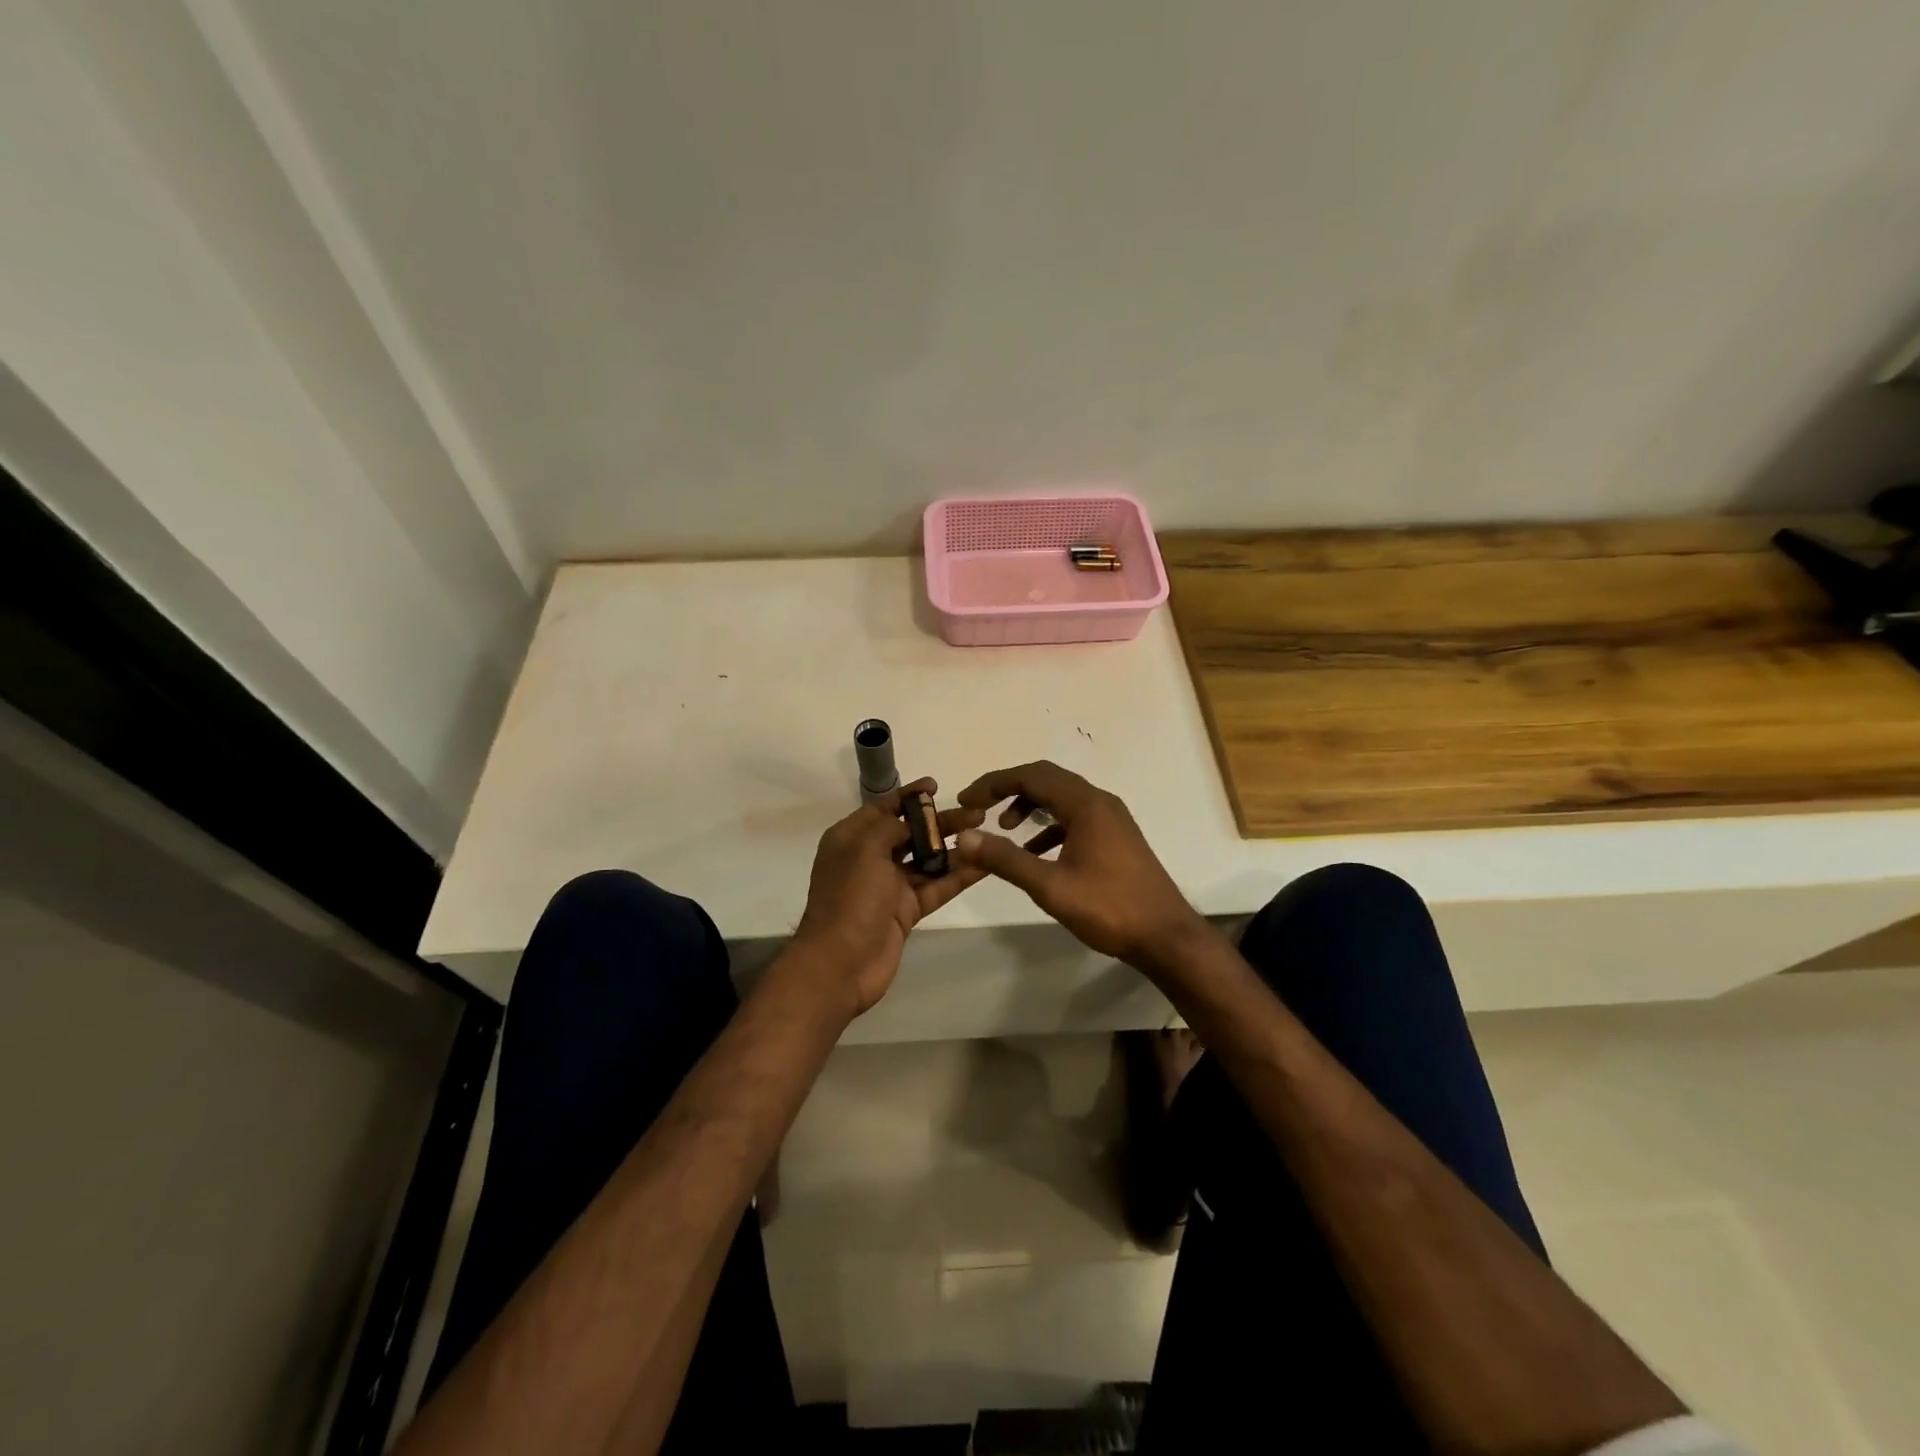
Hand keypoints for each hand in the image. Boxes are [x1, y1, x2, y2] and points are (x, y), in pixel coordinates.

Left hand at [790, 778, 986, 1016]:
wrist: (840, 964)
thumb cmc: (849, 898)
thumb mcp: (865, 849)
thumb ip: (891, 828)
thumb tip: (912, 823)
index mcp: (850, 839)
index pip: (882, 808)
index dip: (908, 796)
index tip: (935, 785)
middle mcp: (869, 858)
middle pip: (910, 832)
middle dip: (941, 821)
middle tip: (977, 812)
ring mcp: (889, 886)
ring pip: (927, 860)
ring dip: (954, 848)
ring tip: (986, 833)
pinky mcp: (906, 911)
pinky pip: (936, 887)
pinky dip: (958, 876)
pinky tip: (984, 865)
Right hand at [952, 761, 1210, 973]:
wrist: (1166, 936)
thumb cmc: (1108, 908)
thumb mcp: (1050, 886)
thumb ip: (1005, 859)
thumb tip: (963, 838)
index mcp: (1085, 805)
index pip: (1031, 776)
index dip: (993, 784)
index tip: (966, 800)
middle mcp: (1100, 802)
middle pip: (1047, 779)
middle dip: (1009, 789)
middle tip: (979, 808)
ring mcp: (1112, 819)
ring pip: (1062, 798)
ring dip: (1030, 806)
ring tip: (1004, 830)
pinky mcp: (1116, 837)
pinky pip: (1075, 817)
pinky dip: (1050, 826)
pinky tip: (1035, 852)